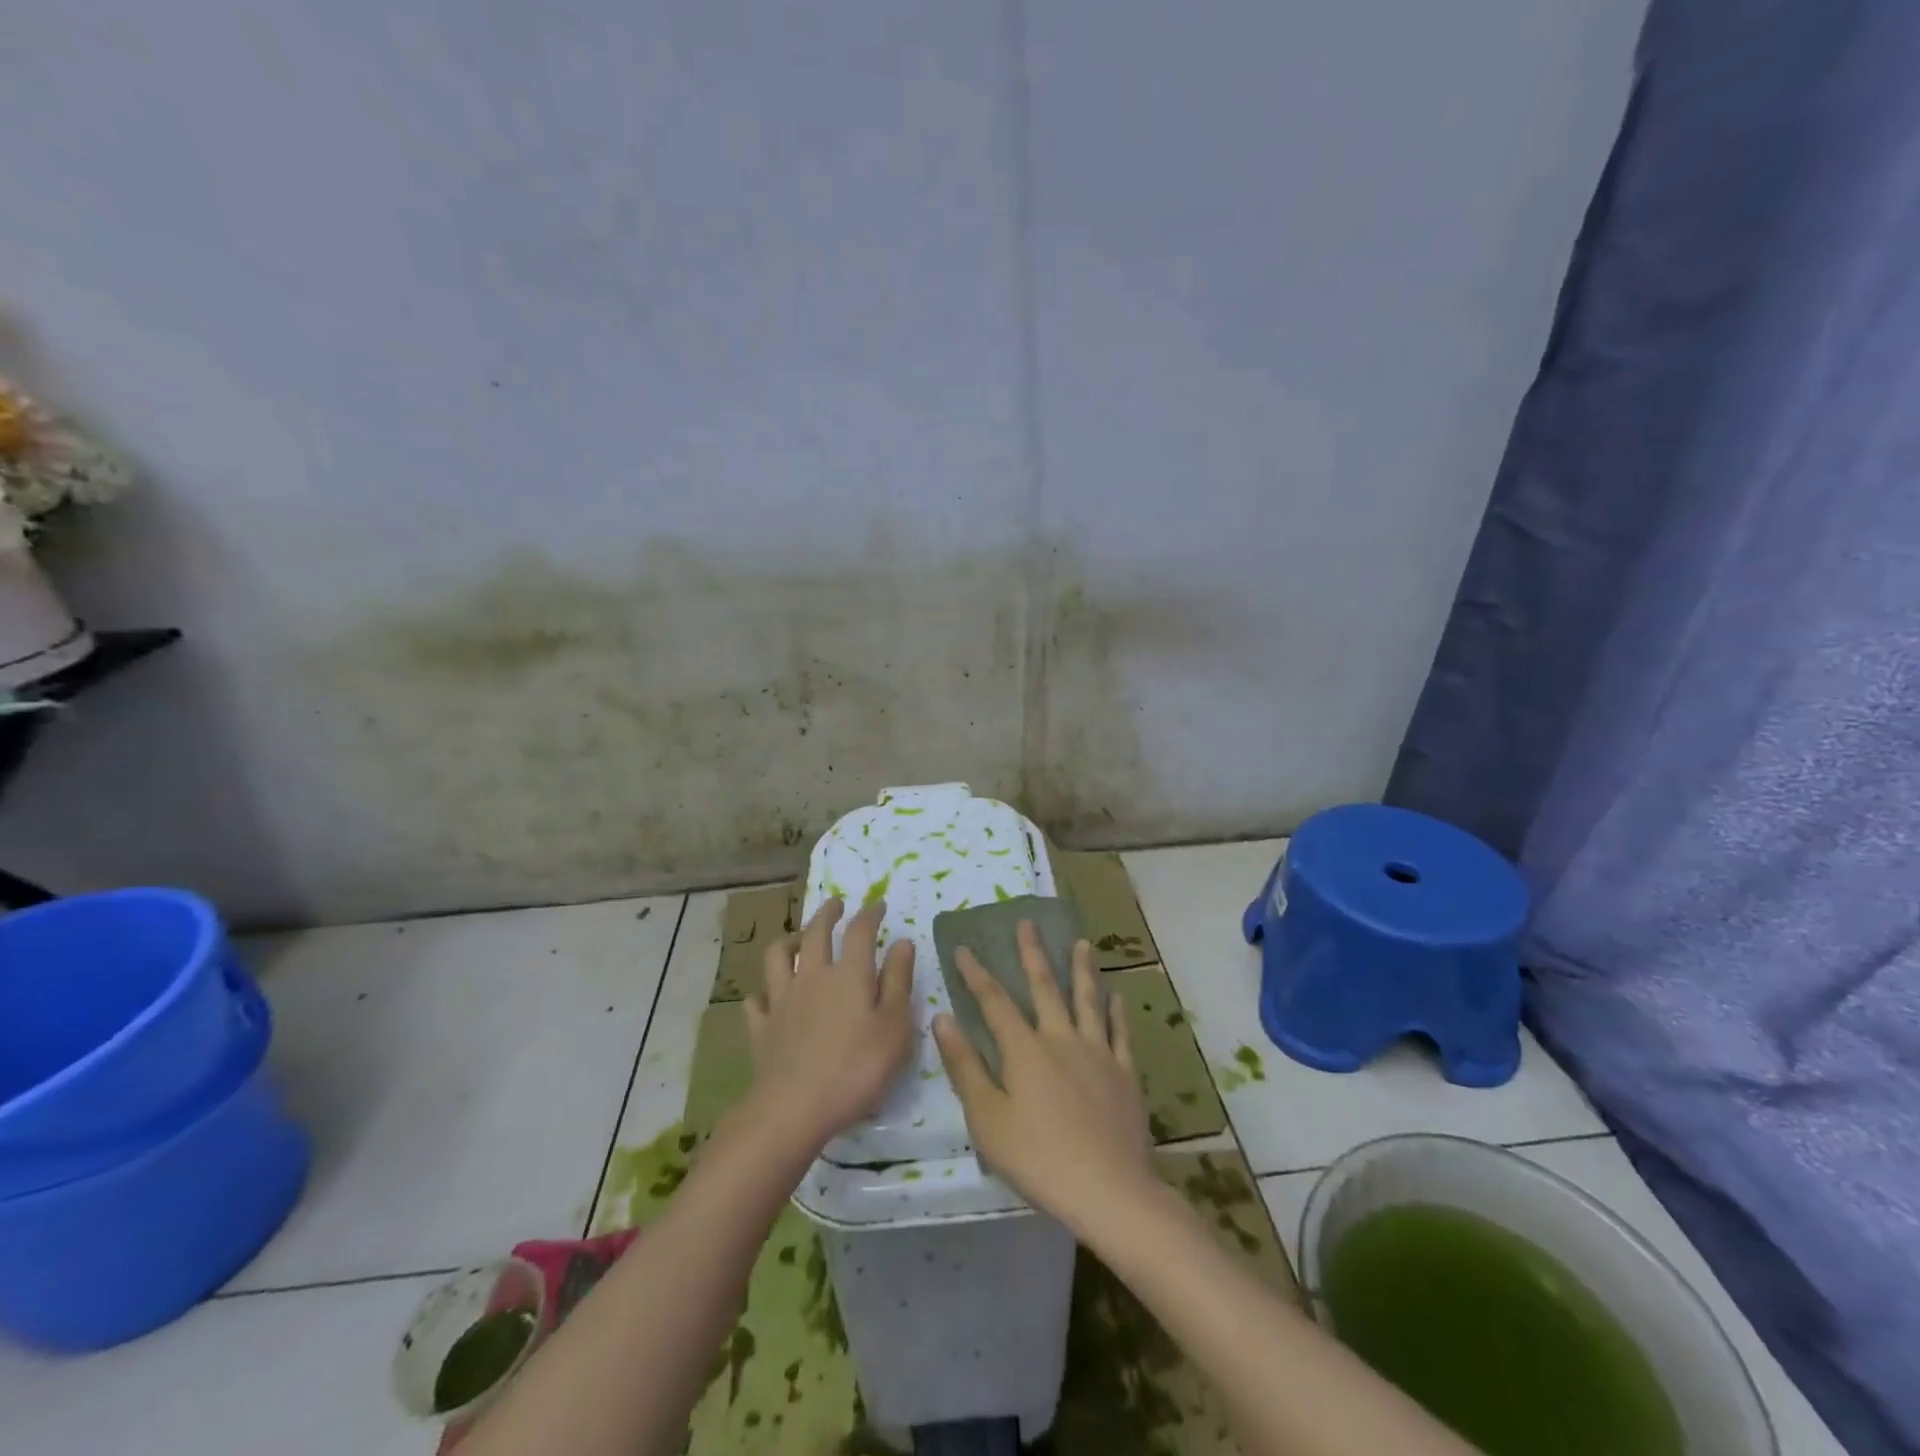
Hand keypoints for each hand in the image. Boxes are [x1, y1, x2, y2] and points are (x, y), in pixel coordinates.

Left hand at [744, 897, 915, 1151]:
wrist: (795, 1108)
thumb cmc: (857, 1068)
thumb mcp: (895, 1026)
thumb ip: (899, 981)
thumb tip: (902, 942)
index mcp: (849, 974)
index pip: (859, 931)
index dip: (870, 914)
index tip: (878, 905)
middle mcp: (813, 976)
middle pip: (815, 933)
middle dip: (826, 914)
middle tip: (835, 904)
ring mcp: (782, 1000)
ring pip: (778, 957)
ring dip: (788, 941)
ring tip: (796, 939)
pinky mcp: (763, 1028)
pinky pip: (757, 1001)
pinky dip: (763, 994)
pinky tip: (767, 997)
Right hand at [933, 922, 1154, 1231]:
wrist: (1109, 1191)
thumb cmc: (1039, 1159)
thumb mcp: (988, 1119)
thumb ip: (965, 1066)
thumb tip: (943, 1018)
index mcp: (1025, 1050)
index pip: (995, 1002)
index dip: (977, 974)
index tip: (964, 948)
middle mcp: (1062, 1039)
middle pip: (1045, 987)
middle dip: (1032, 953)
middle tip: (1027, 923)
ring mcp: (1098, 1053)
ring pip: (1088, 1000)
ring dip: (1082, 970)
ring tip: (1081, 943)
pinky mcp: (1125, 1073)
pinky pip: (1120, 1033)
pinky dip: (1117, 1012)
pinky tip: (1118, 997)